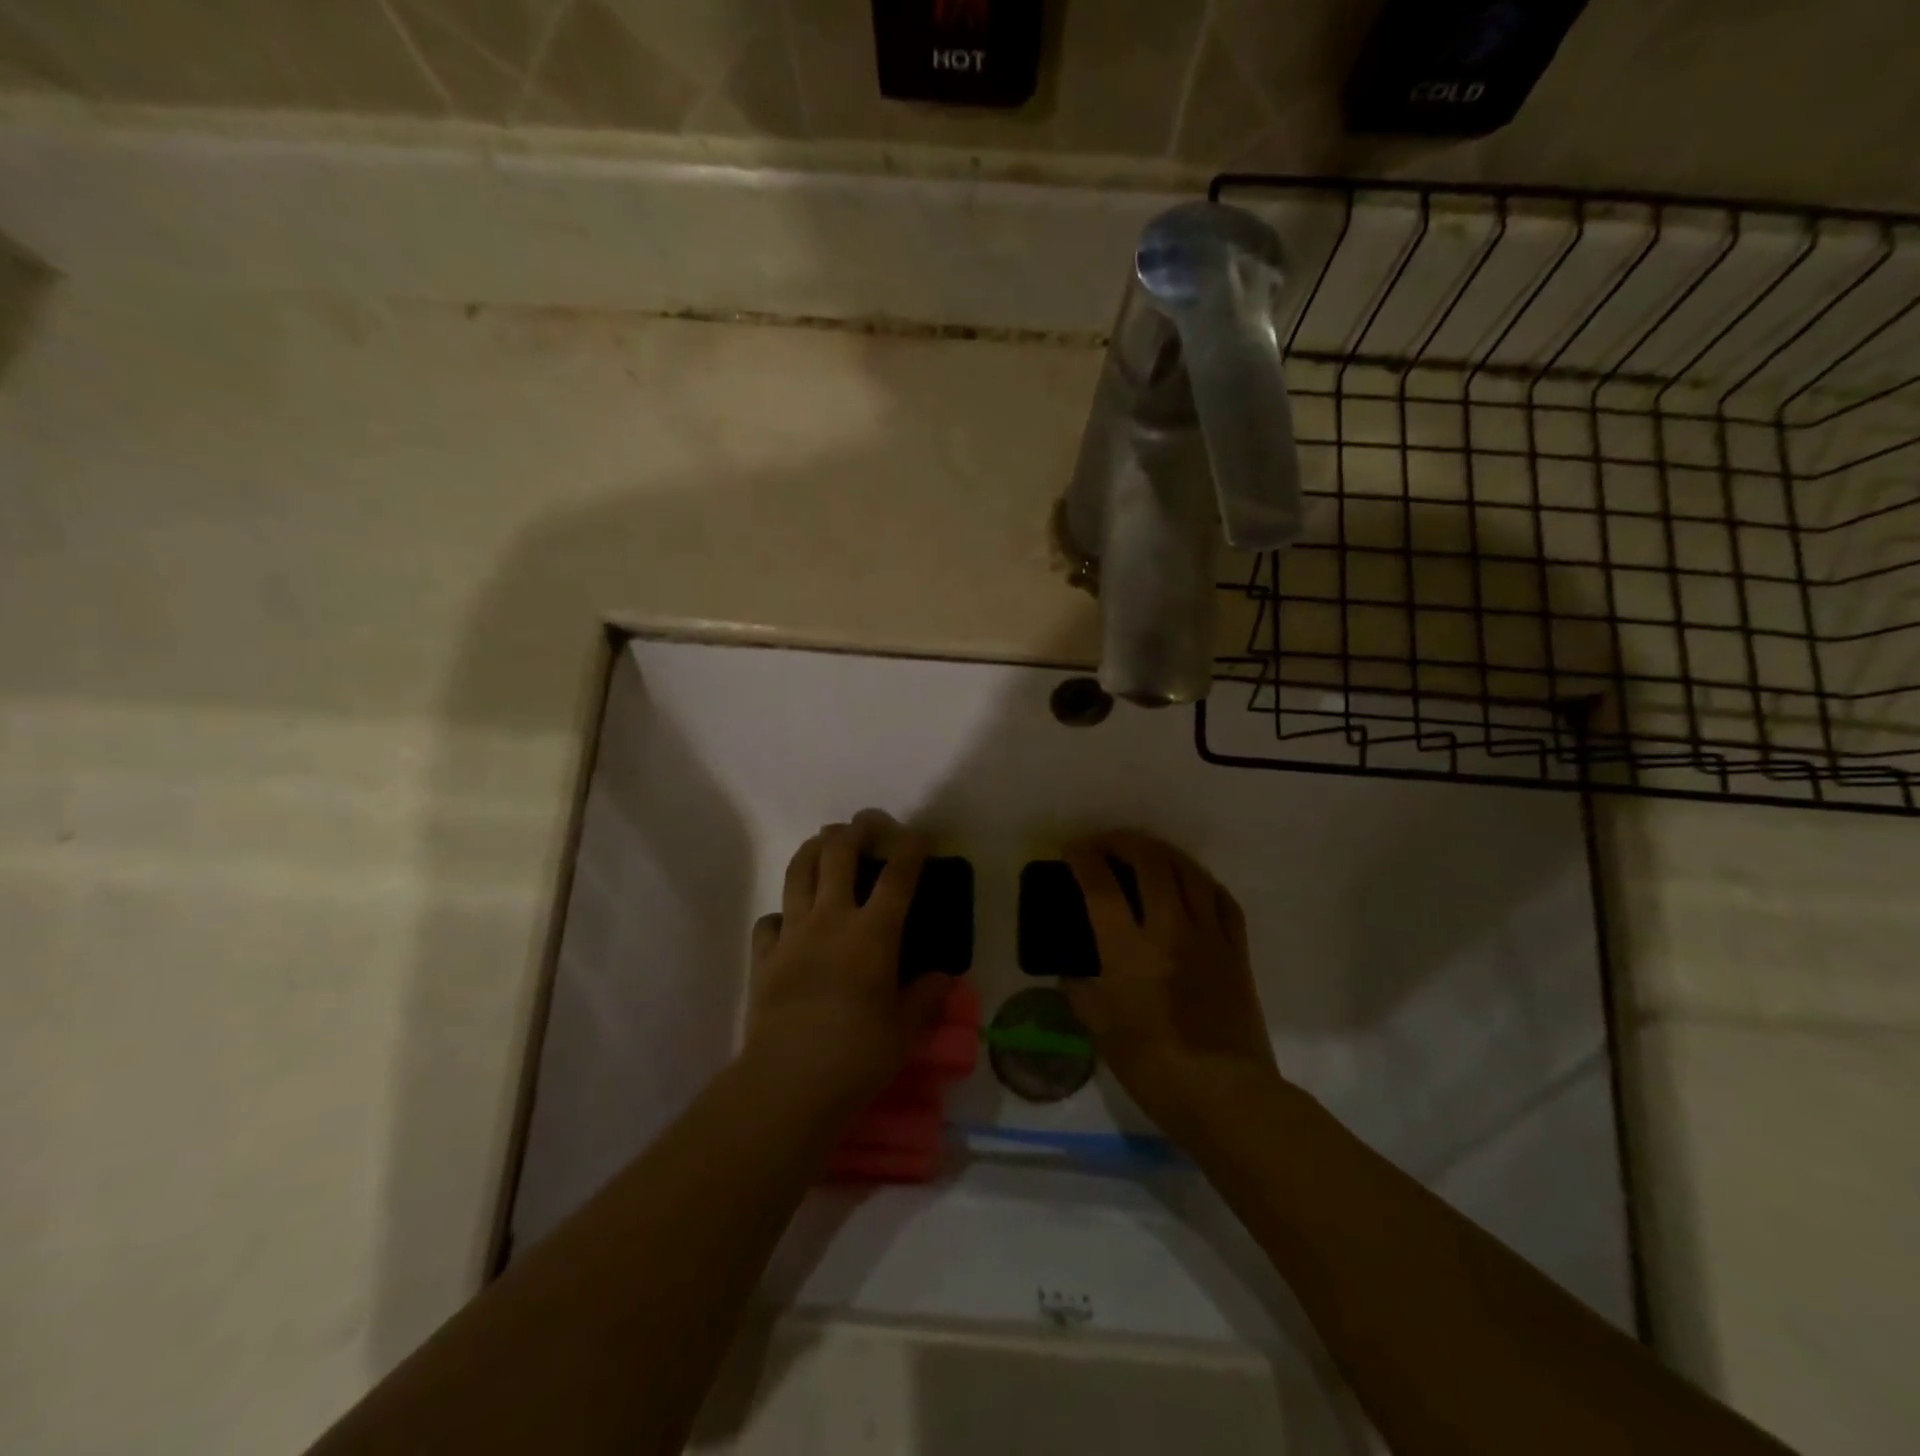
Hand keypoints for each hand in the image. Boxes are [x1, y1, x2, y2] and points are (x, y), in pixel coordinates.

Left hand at [744, 810, 953, 1112]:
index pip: (898, 875)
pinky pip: (769, 921)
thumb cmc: (858, 1055)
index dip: (911, 847)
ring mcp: (793, 934)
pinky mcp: (764, 956)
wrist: (788, 1081)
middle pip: (839, 853)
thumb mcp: (906, 1030)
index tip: (920, 834)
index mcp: (874, 933)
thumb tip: (942, 977)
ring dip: (814, 848)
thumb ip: (926, 997)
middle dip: (856, 829)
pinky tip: (789, 921)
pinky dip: (781, 913)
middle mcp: (832, 919)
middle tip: (867, 823)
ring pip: (799, 872)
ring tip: (825, 842)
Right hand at [1062, 831, 1281, 1138]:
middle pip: (1150, 863)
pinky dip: (1201, 881)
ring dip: (1162, 852)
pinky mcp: (1236, 950)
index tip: (1070, 850)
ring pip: (1189, 872)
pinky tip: (1190, 882)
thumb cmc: (1153, 1067)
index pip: (1101, 887)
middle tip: (1105, 843)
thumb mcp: (1100, 1031)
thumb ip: (1079, 991)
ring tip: (1145, 852)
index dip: (1082, 859)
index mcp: (1129, 951)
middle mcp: (1169, 930)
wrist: (1225, 1094)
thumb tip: (1070, 970)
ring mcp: (1208, 936)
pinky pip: (1222, 899)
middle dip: (1123, 842)